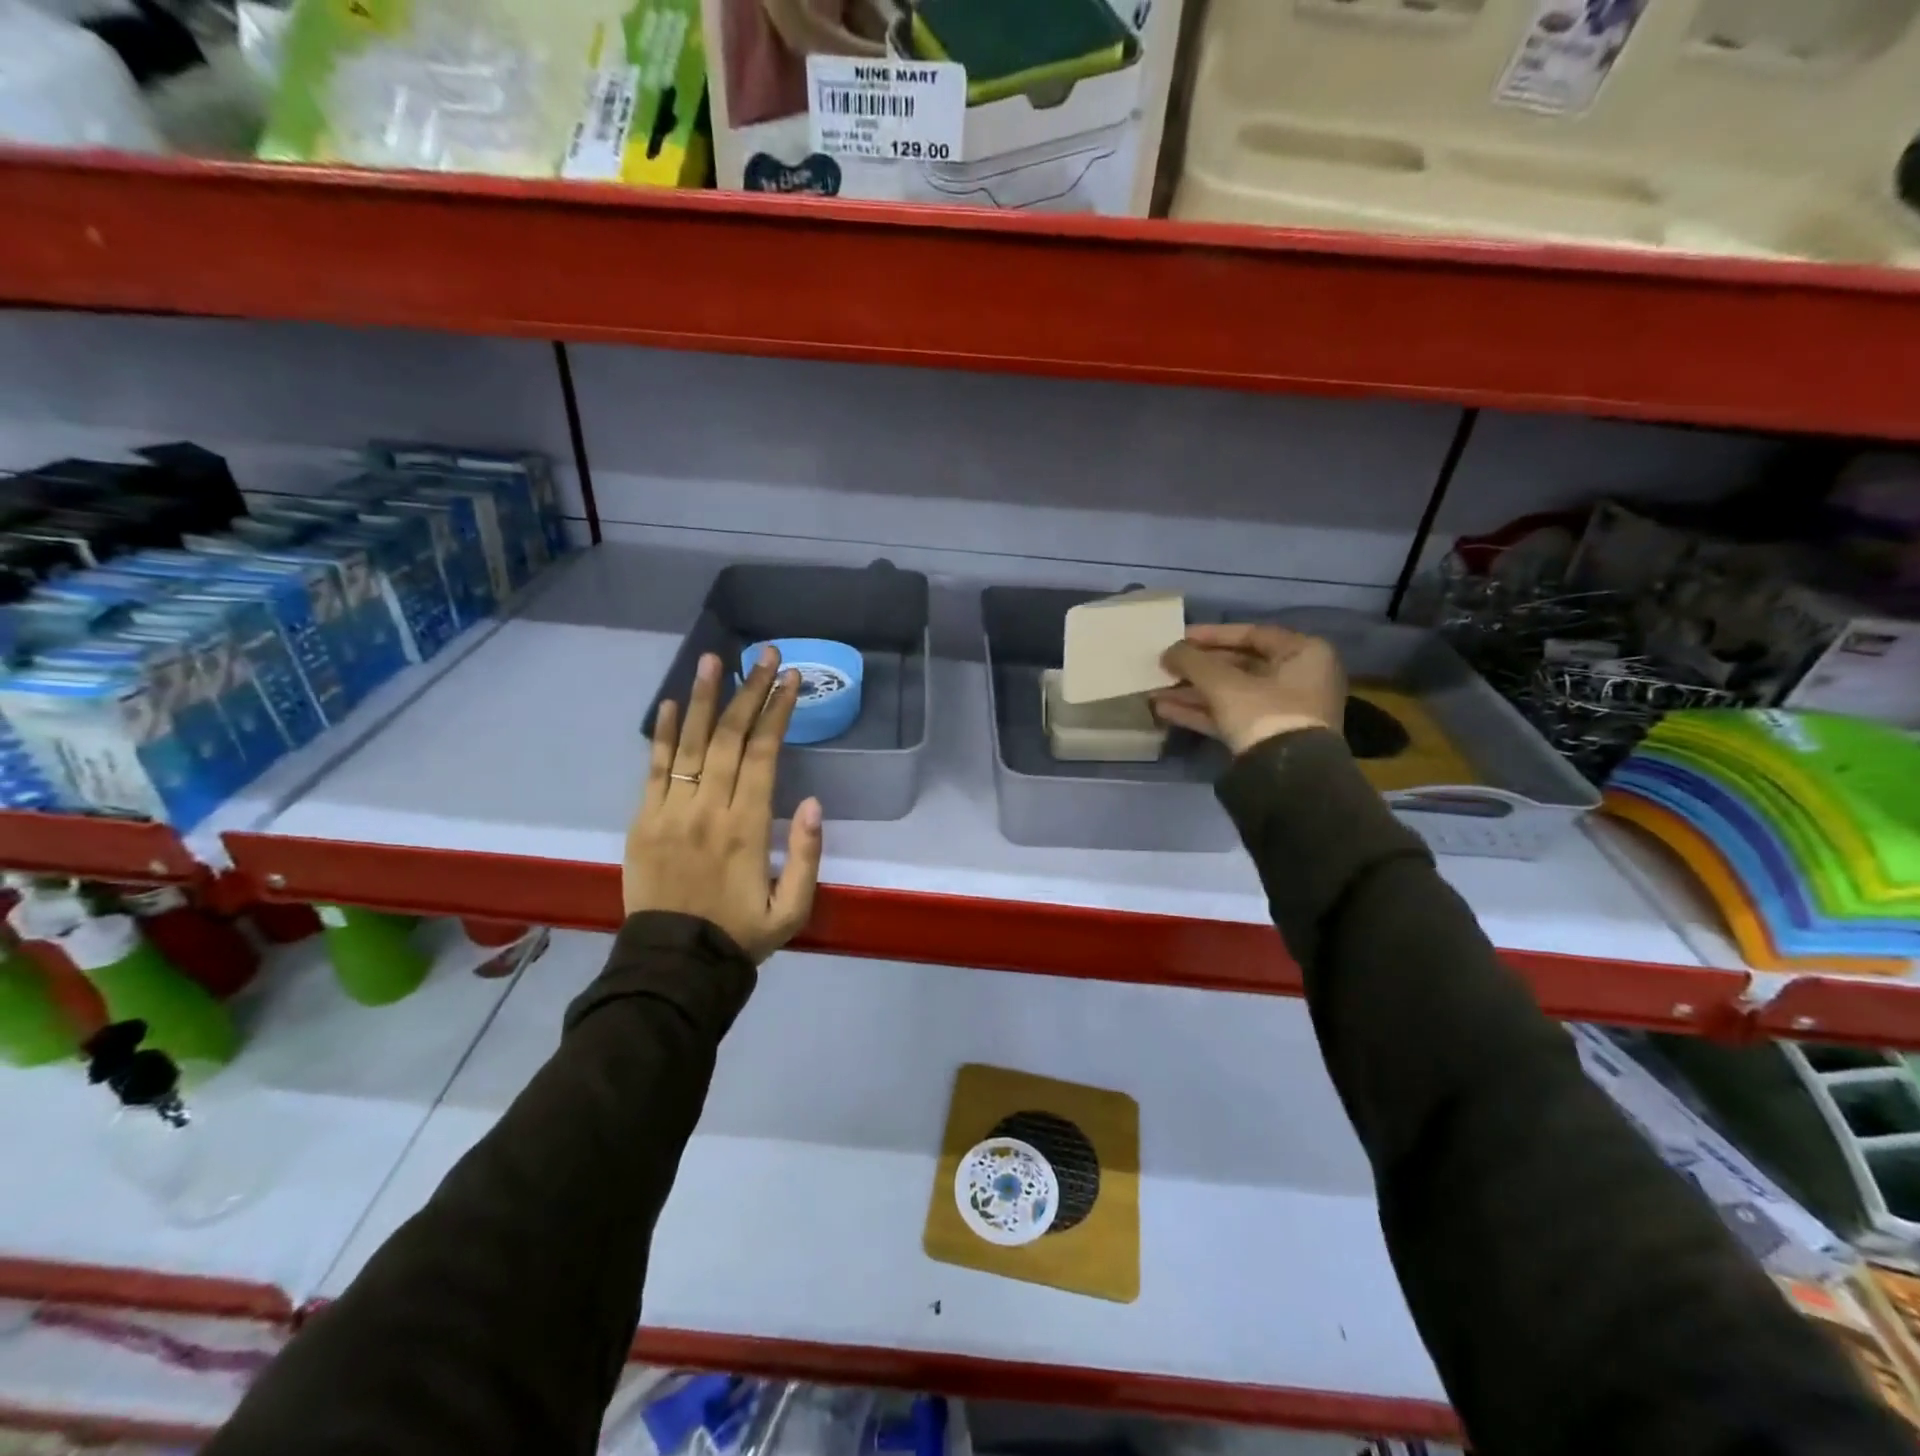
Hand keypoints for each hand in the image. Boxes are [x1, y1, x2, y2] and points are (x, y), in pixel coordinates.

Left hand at [624, 648, 823, 962]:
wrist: (673, 965)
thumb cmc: (740, 935)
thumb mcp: (793, 909)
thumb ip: (806, 855)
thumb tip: (812, 801)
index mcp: (747, 827)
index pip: (763, 754)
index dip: (777, 712)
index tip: (790, 679)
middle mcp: (708, 809)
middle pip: (728, 737)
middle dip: (749, 692)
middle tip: (763, 655)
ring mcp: (669, 811)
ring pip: (688, 743)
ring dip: (702, 698)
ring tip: (712, 659)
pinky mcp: (642, 820)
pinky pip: (652, 767)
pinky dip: (660, 733)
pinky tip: (668, 702)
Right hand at [1152, 623, 1345, 755]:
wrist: (1286, 776)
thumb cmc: (1263, 713)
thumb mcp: (1223, 683)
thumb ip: (1192, 661)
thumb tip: (1168, 652)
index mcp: (1302, 654)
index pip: (1251, 634)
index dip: (1211, 635)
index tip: (1179, 637)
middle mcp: (1298, 678)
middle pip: (1238, 666)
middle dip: (1196, 669)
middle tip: (1164, 666)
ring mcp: (1282, 711)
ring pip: (1230, 694)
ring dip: (1191, 692)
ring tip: (1154, 690)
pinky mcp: (1265, 737)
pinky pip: (1229, 716)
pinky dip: (1200, 712)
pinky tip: (1164, 710)